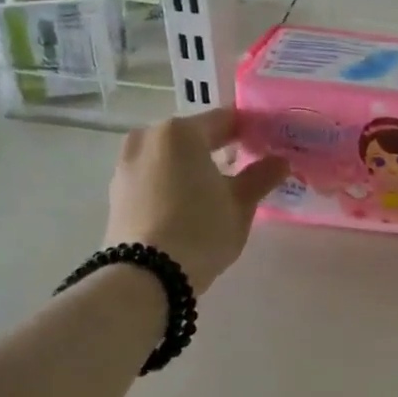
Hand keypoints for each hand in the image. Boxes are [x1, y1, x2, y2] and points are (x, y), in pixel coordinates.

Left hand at [104, 109, 287, 293]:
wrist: (145, 276)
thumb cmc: (201, 230)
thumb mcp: (240, 204)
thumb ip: (262, 176)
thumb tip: (280, 161)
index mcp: (181, 132)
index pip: (226, 120)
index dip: (251, 131)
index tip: (269, 145)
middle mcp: (148, 137)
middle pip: (194, 136)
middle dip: (220, 148)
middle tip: (246, 169)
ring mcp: (126, 163)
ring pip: (171, 156)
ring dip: (193, 166)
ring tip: (217, 190)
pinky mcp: (117, 191)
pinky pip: (154, 175)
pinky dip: (173, 181)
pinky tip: (189, 204)